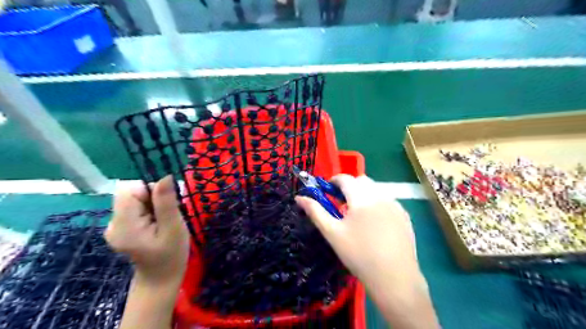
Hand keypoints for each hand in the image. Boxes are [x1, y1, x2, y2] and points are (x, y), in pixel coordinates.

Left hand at [105, 176, 186, 285]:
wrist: (161, 279)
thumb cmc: (172, 255)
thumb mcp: (174, 228)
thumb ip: (166, 202)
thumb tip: (165, 176)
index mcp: (123, 225)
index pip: (130, 189)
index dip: (150, 191)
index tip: (165, 205)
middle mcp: (112, 223)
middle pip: (130, 193)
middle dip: (152, 198)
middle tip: (166, 216)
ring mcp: (114, 226)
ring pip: (133, 199)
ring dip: (151, 204)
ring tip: (162, 221)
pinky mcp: (120, 227)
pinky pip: (134, 207)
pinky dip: (148, 210)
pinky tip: (156, 224)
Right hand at [298, 174, 416, 282]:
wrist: (394, 278)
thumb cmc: (358, 254)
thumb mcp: (332, 233)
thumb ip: (315, 211)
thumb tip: (299, 197)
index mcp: (362, 197)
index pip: (345, 179)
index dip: (334, 181)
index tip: (328, 190)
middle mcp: (381, 195)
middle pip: (362, 181)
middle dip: (350, 186)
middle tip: (342, 204)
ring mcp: (395, 205)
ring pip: (376, 189)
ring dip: (364, 194)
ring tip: (358, 214)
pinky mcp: (404, 216)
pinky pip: (388, 200)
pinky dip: (378, 203)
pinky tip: (375, 223)